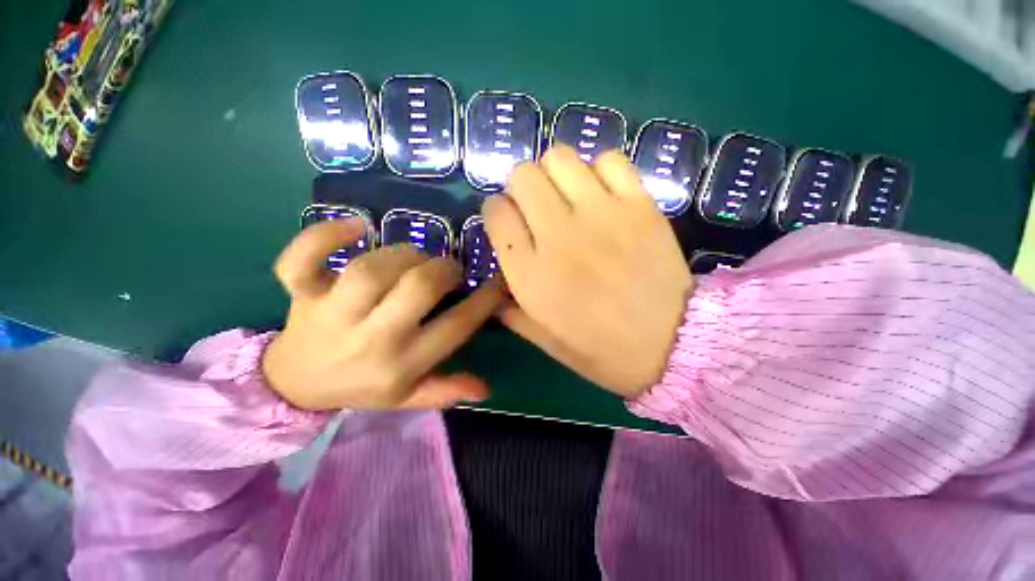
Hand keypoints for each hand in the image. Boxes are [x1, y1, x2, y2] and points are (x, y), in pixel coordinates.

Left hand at [262, 219, 504, 410]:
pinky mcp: (300, 293)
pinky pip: (303, 258)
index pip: (456, 327)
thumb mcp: (407, 398)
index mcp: (401, 365)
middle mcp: (370, 338)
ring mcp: (330, 313)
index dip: (485, 300)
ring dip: (404, 255)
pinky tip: (357, 226)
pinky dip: (326, 235)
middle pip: (416, 289)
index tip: (498, 282)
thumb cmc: (361, 386)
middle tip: (449, 269)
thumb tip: (486, 388)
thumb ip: (446, 390)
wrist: (294, 383)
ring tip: (414, 258)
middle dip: (443, 270)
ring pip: (372, 269)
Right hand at [483, 146, 692, 397]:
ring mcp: (601, 215)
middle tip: (536, 206)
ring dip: (555, 173)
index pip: (495, 212)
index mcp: (530, 275)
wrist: (672, 344)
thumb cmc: (602, 350)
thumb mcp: (546, 341)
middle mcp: (558, 236)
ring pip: (559, 158)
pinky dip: (599, 170)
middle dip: (521, 186)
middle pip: (523, 176)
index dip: (497, 210)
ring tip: (566, 195)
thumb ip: (511, 312)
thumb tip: (495, 287)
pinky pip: (608, 160)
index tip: (508, 220)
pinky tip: (602, 193)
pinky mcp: (639, 205)